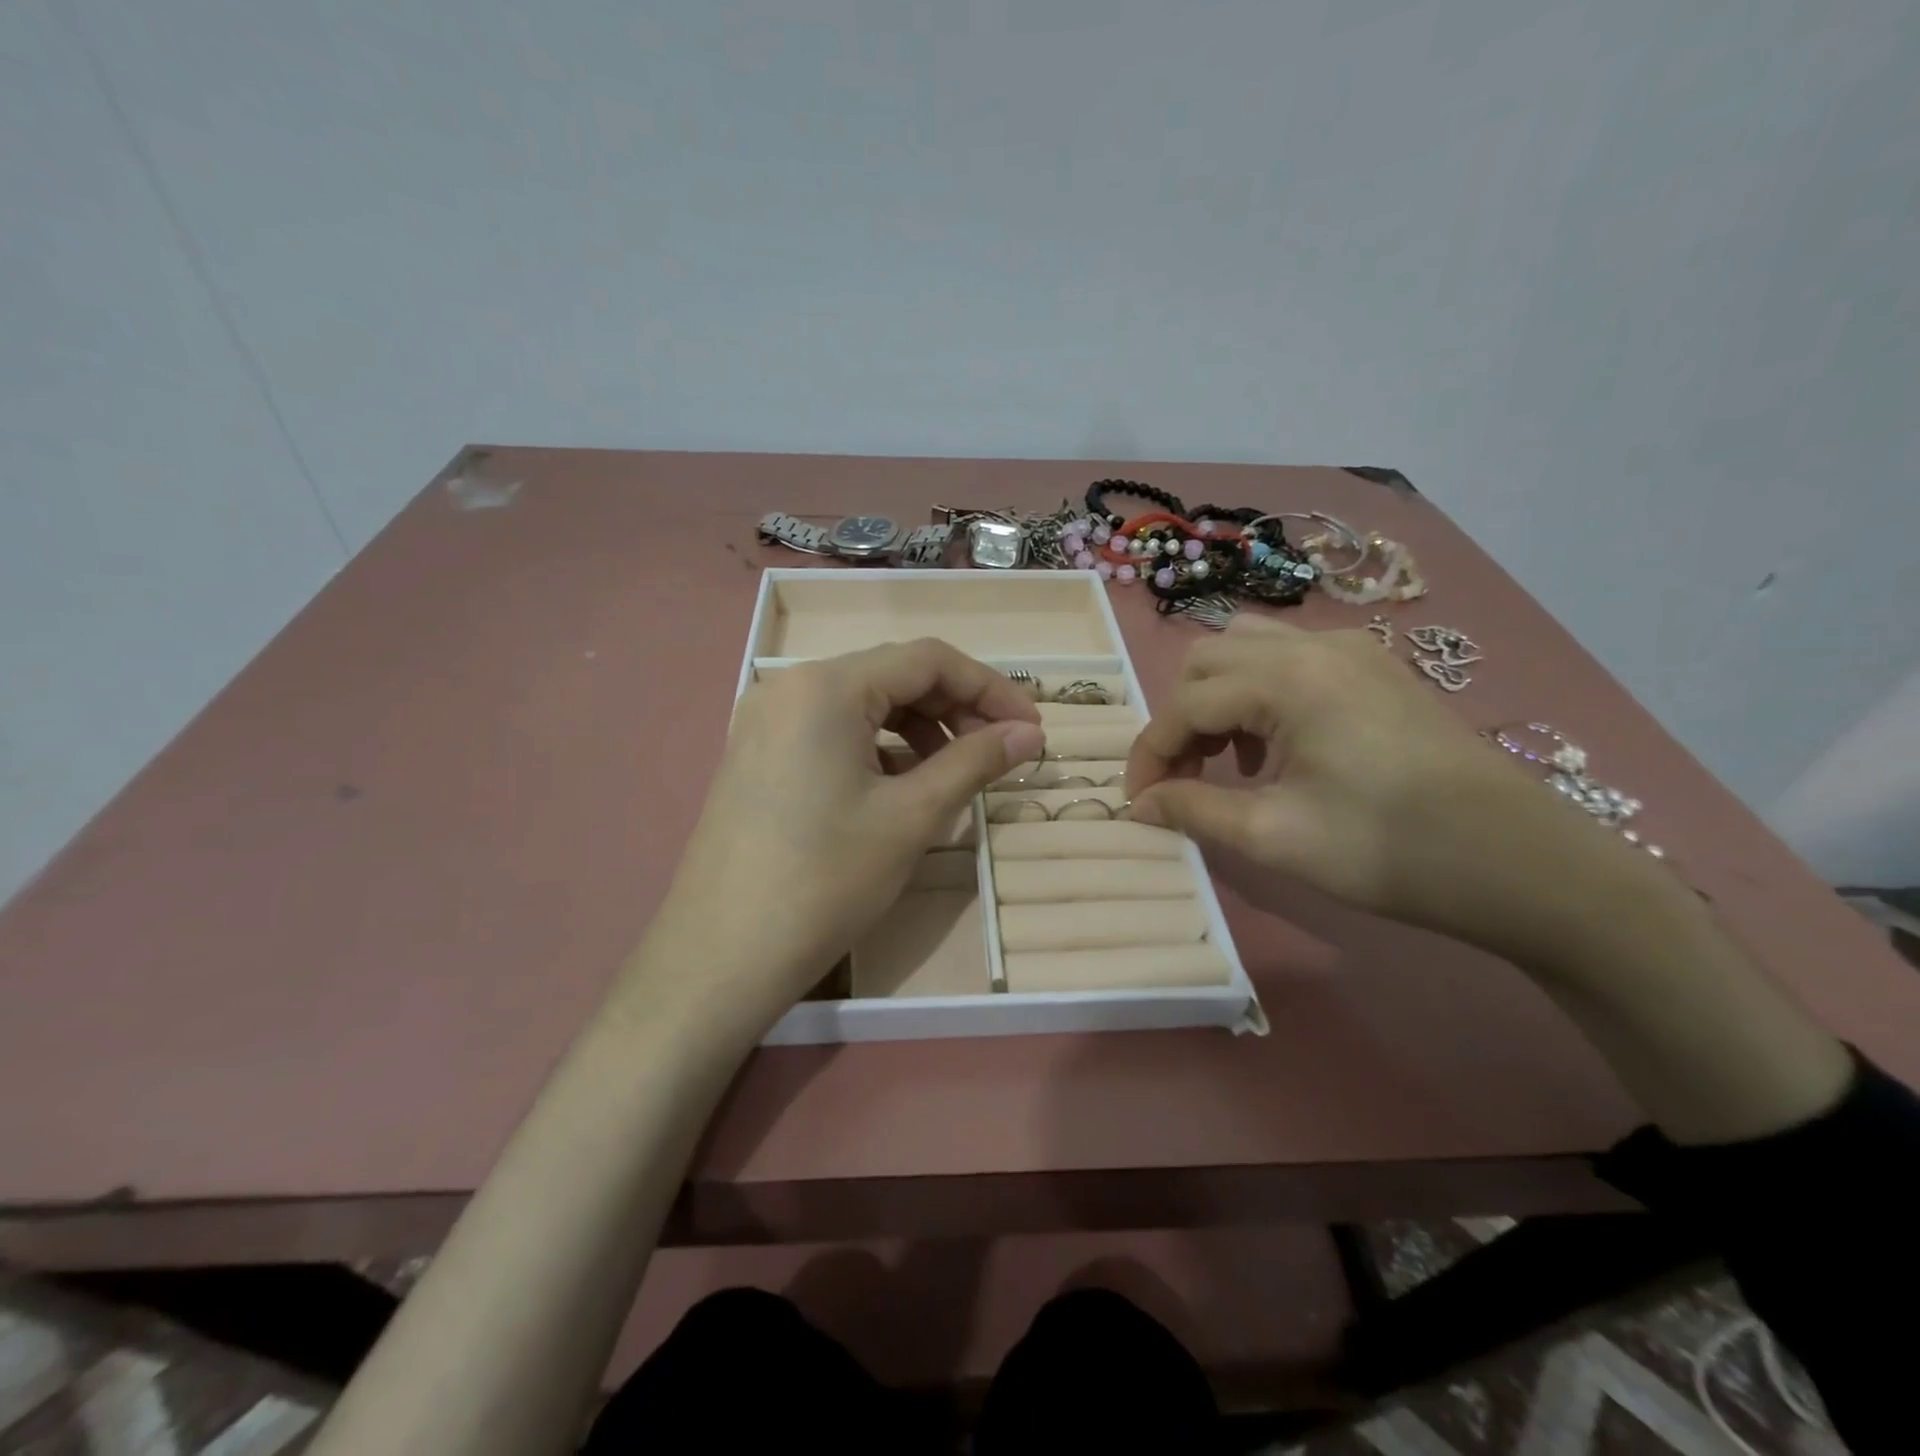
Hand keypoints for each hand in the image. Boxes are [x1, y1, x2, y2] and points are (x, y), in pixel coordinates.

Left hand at [648, 640, 1042, 1015]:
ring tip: (953, 775)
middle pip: (893, 676)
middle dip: (954, 709)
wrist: (721, 957)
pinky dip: (878, 749)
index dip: (989, 688)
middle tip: (997, 754)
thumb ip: (975, 761)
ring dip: (918, 730)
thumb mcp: (911, 817)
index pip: (927, 659)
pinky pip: (831, 732)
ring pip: (862, 705)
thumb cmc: (825, 881)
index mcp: (825, 686)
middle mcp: (788, 687)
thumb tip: (1031, 733)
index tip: (1031, 727)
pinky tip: (901, 789)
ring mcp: (765, 722)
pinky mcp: (757, 756)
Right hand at [1125, 616, 1655, 954]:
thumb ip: (1194, 810)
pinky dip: (1259, 694)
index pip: (1184, 704)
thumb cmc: (1391, 851)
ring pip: (1248, 650)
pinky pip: (1290, 660)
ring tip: (1229, 759)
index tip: (1138, 802)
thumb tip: (1138, 806)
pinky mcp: (1376, 669)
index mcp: (1287, 679)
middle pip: (1207, 661)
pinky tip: (1278, 748)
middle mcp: (1314, 646)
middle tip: (1185, 778)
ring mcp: (1351, 651)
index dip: (1149, 754)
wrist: (1523, 864)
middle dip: (1180, 718)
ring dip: (1218, 699)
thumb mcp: (1275, 837)